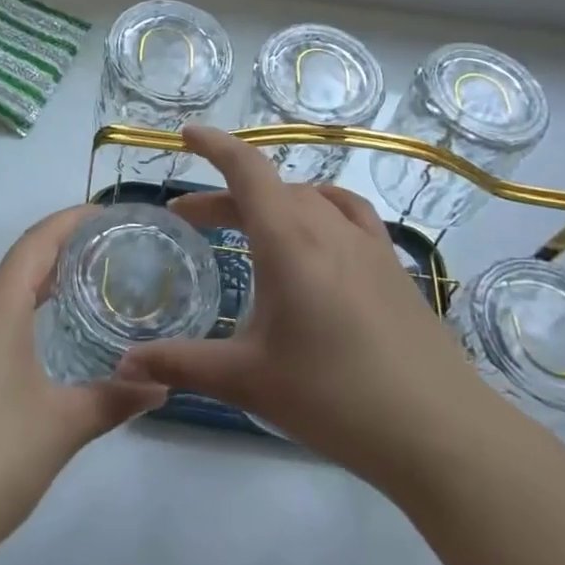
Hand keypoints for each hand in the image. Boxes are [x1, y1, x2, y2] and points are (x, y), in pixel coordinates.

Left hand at [0, 207, 167, 564]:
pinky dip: (10, 316)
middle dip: (55, 253)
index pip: (36, 243)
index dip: (69, 221)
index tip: (103, 214)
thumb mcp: (64, 426)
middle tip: (99, 257)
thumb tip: (161, 384)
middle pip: (14, 265)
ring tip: (70, 295)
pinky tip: (28, 347)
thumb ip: (114, 399)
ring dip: (29, 286)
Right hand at [116, 126, 487, 487]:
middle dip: (225, 196)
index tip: (185, 134)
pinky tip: (319, 233)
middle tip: (190, 220)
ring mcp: (366, 242)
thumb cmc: (333, 397)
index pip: (247, 169)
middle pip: (270, 188)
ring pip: (308, 199)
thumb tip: (126, 364)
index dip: (214, 145)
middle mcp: (327, 226)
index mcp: (289, 240)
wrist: (437, 430)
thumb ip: (183, 365)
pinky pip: (348, 214)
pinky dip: (319, 208)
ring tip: (249, 226)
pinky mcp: (392, 264)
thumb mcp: (248, 381)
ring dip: (270, 203)